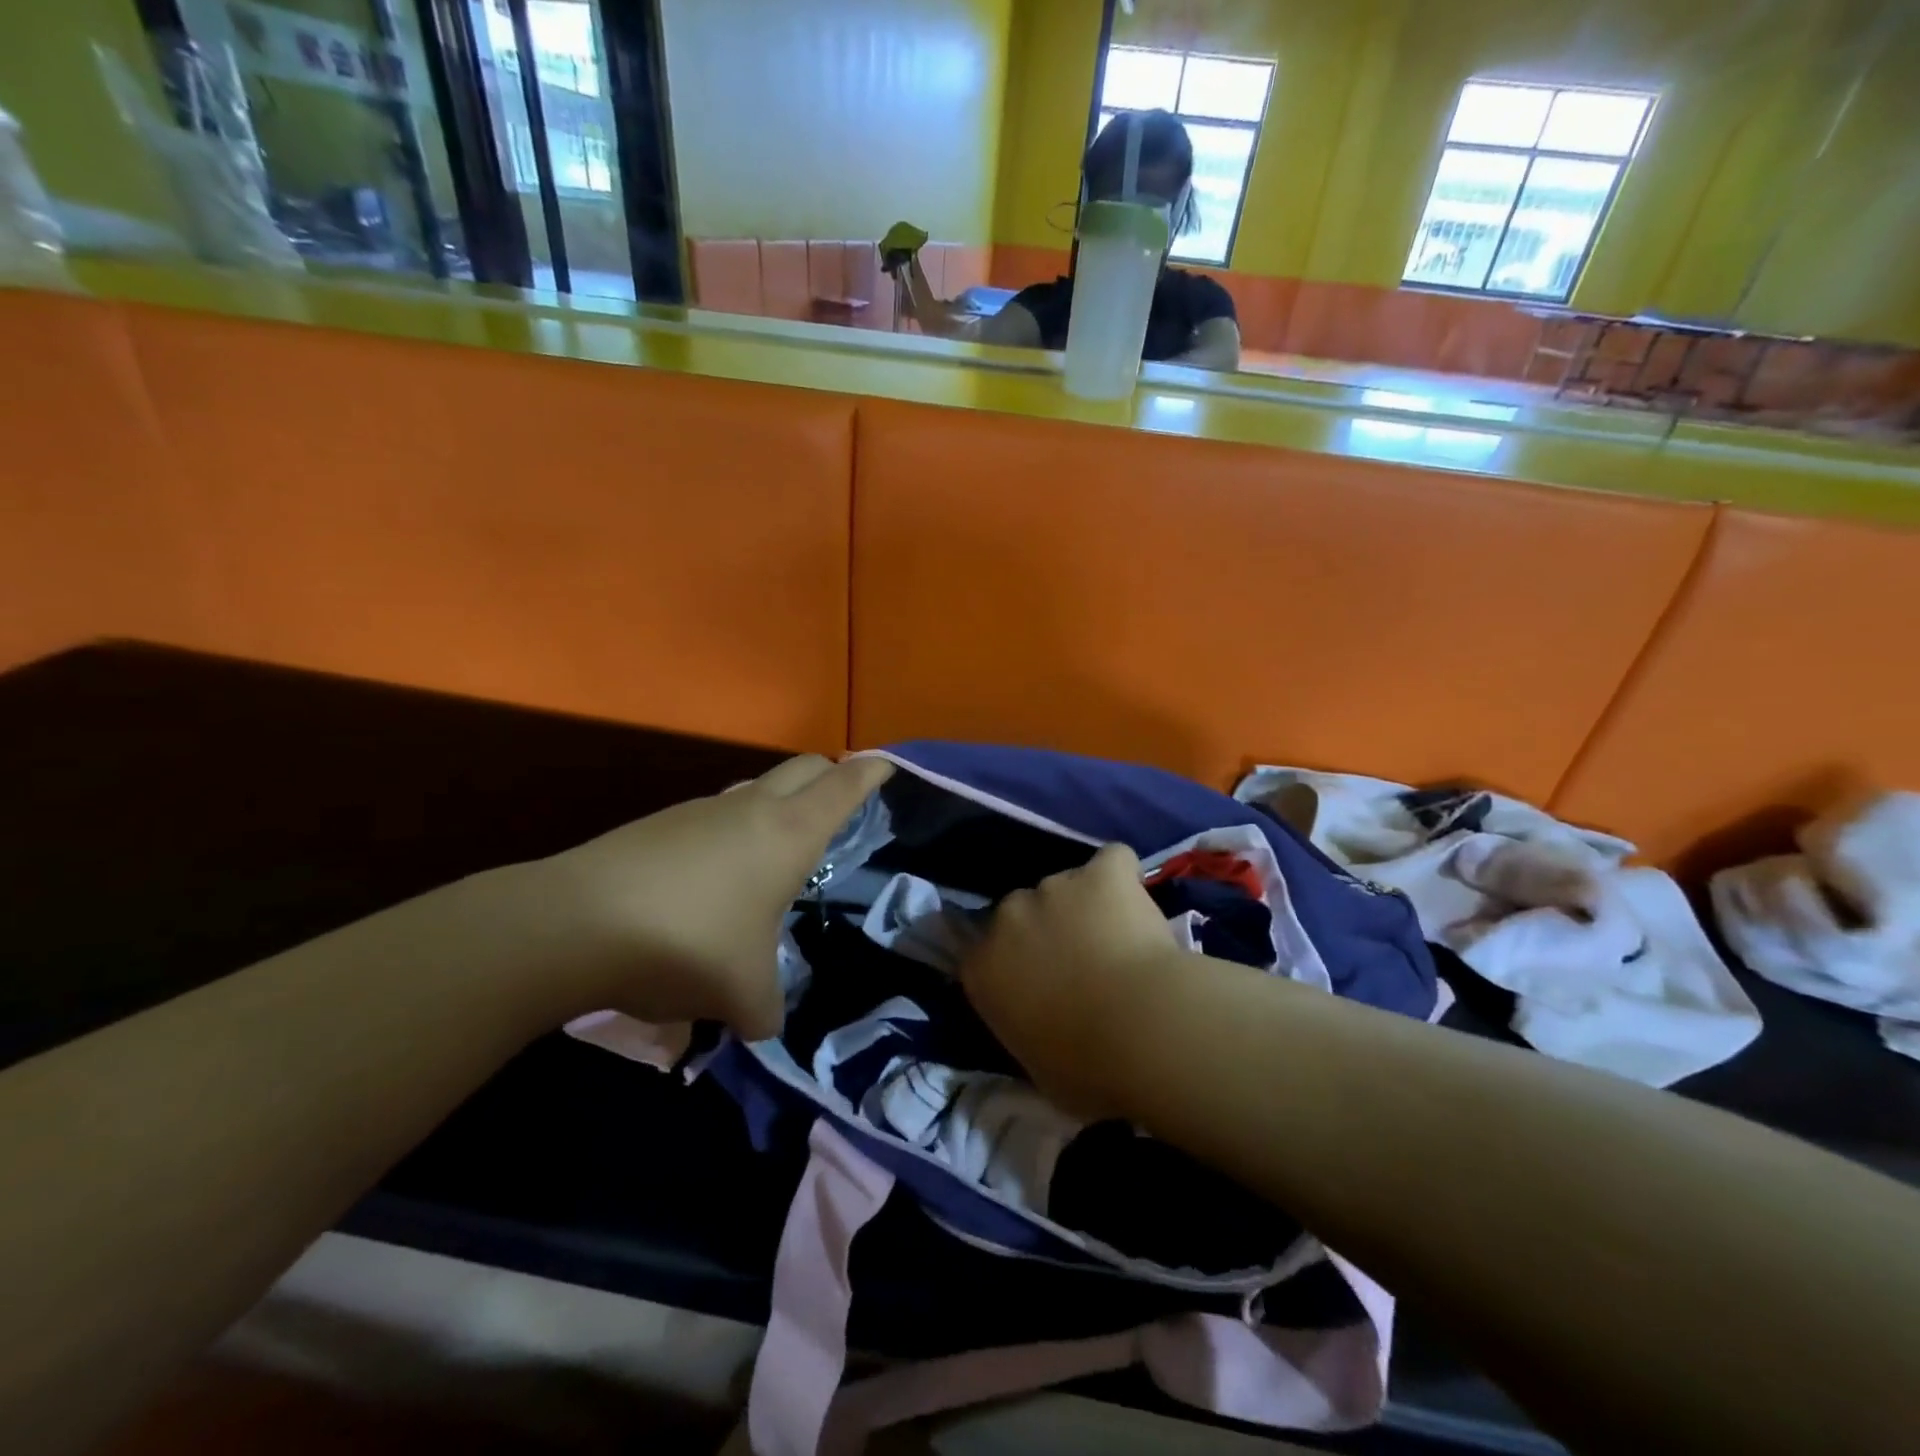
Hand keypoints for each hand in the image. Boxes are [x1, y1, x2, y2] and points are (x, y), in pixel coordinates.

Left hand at [529, 755, 892, 1038]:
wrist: (575, 926)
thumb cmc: (689, 944)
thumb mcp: (743, 994)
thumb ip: (766, 1009)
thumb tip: (763, 1022)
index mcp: (789, 833)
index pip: (843, 786)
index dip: (870, 773)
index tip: (888, 765)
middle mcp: (750, 808)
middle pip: (803, 767)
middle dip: (829, 774)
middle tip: (840, 804)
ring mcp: (700, 810)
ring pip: (753, 789)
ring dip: (774, 806)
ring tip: (772, 855)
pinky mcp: (658, 824)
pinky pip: (711, 817)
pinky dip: (728, 834)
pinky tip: (711, 884)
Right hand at [959, 843, 1192, 1118]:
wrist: (1142, 1031)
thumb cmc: (1086, 1069)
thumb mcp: (1037, 1067)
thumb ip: (1027, 1029)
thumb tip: (1042, 1026)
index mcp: (983, 967)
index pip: (982, 951)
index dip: (1012, 961)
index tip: (1038, 981)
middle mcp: (1008, 916)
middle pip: (1022, 911)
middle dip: (1047, 929)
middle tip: (1084, 963)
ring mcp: (1054, 886)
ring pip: (1067, 887)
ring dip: (1086, 907)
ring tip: (1122, 940)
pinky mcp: (1102, 872)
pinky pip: (1112, 862)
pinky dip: (1124, 878)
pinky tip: (1140, 903)